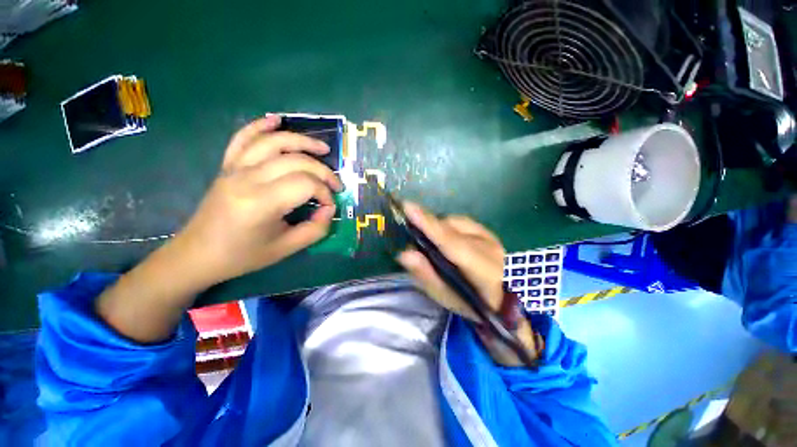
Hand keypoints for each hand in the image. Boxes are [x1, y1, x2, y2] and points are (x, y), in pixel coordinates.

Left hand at [175, 115, 341, 287]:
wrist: (198, 254)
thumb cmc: (243, 255)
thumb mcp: (287, 249)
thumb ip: (316, 229)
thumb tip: (329, 209)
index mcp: (262, 203)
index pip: (306, 184)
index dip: (326, 193)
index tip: (330, 207)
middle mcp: (248, 178)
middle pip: (296, 161)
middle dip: (323, 171)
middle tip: (336, 185)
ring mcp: (235, 168)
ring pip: (274, 142)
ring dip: (302, 141)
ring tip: (323, 148)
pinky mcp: (227, 166)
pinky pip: (243, 138)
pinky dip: (260, 125)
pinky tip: (277, 119)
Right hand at [396, 202, 504, 320]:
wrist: (506, 301)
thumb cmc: (472, 304)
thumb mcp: (446, 297)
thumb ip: (426, 275)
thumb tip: (404, 253)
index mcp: (482, 271)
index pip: (451, 243)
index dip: (430, 225)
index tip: (409, 207)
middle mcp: (489, 248)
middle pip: (451, 228)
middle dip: (428, 223)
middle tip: (410, 227)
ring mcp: (492, 237)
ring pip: (456, 221)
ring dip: (438, 226)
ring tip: (429, 239)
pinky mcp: (490, 232)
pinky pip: (461, 222)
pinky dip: (447, 225)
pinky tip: (444, 236)